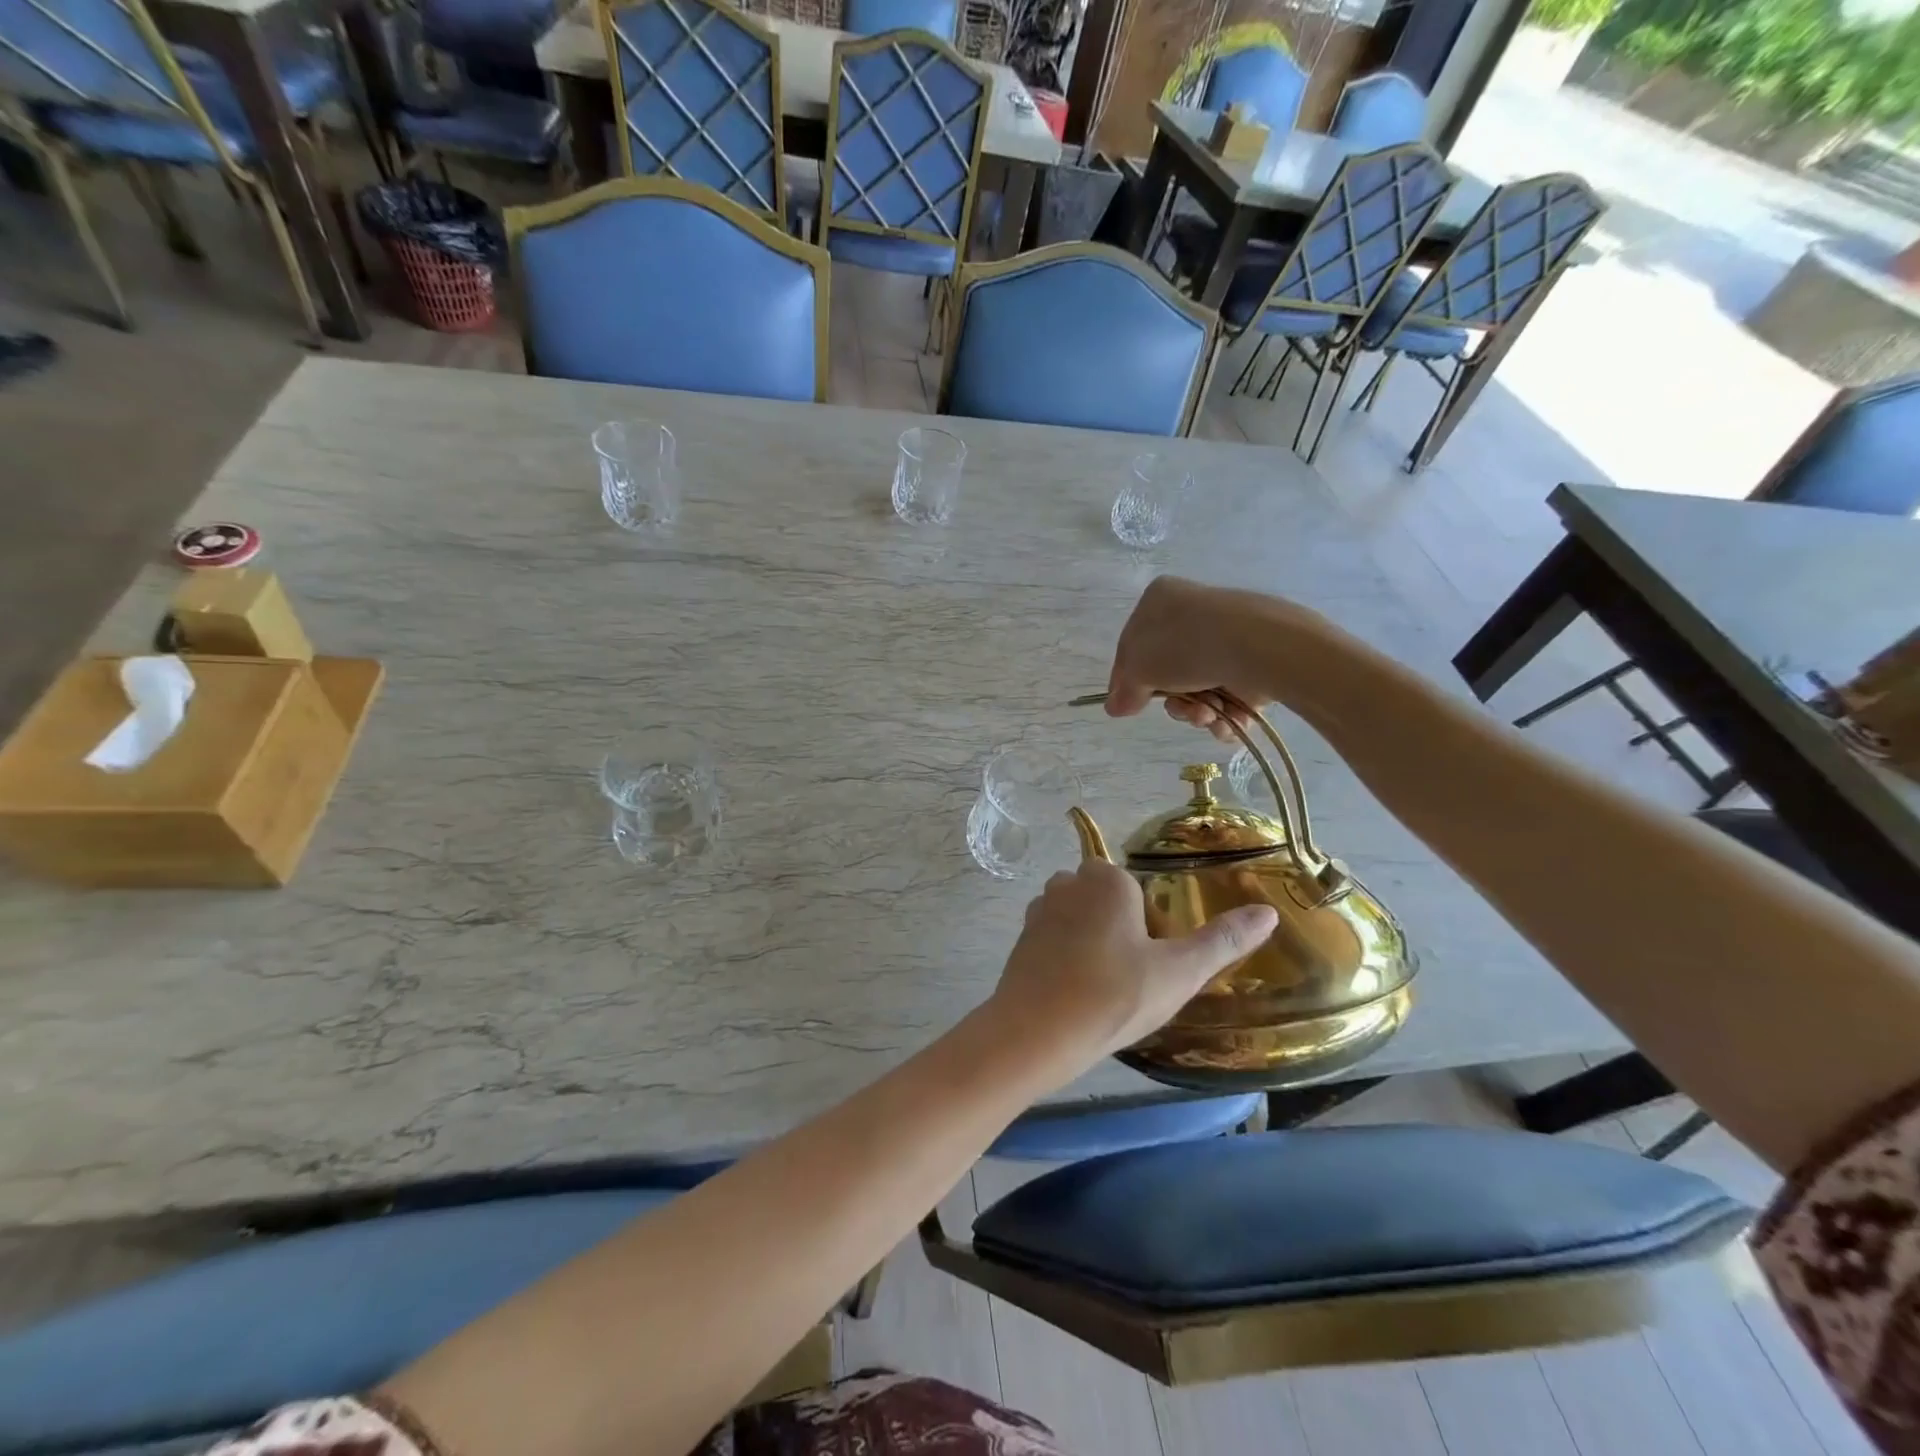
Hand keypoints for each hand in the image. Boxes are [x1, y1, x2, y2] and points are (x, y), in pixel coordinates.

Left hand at [986, 860, 1278, 1078]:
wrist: (1036, 1033)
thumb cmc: (1113, 996)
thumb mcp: (1179, 972)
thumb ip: (1223, 940)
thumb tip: (1269, 912)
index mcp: (1107, 879)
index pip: (1136, 889)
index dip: (1148, 926)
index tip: (1149, 964)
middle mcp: (1068, 883)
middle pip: (1106, 900)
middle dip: (1119, 930)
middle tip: (1130, 978)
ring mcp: (1039, 910)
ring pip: (1078, 917)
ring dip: (1091, 942)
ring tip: (1104, 987)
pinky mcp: (1020, 939)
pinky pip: (1054, 939)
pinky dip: (1066, 957)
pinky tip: (1076, 992)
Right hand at [1106, 577, 1314, 741]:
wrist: (1256, 646)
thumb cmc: (1185, 646)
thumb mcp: (1139, 668)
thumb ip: (1125, 690)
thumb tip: (1115, 707)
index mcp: (1160, 600)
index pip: (1132, 645)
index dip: (1127, 680)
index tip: (1126, 706)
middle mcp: (1192, 614)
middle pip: (1168, 671)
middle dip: (1173, 701)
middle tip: (1179, 710)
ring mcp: (1225, 637)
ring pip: (1199, 687)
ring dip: (1198, 712)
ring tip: (1208, 716)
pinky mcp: (1253, 661)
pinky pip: (1228, 694)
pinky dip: (1225, 714)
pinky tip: (1226, 721)